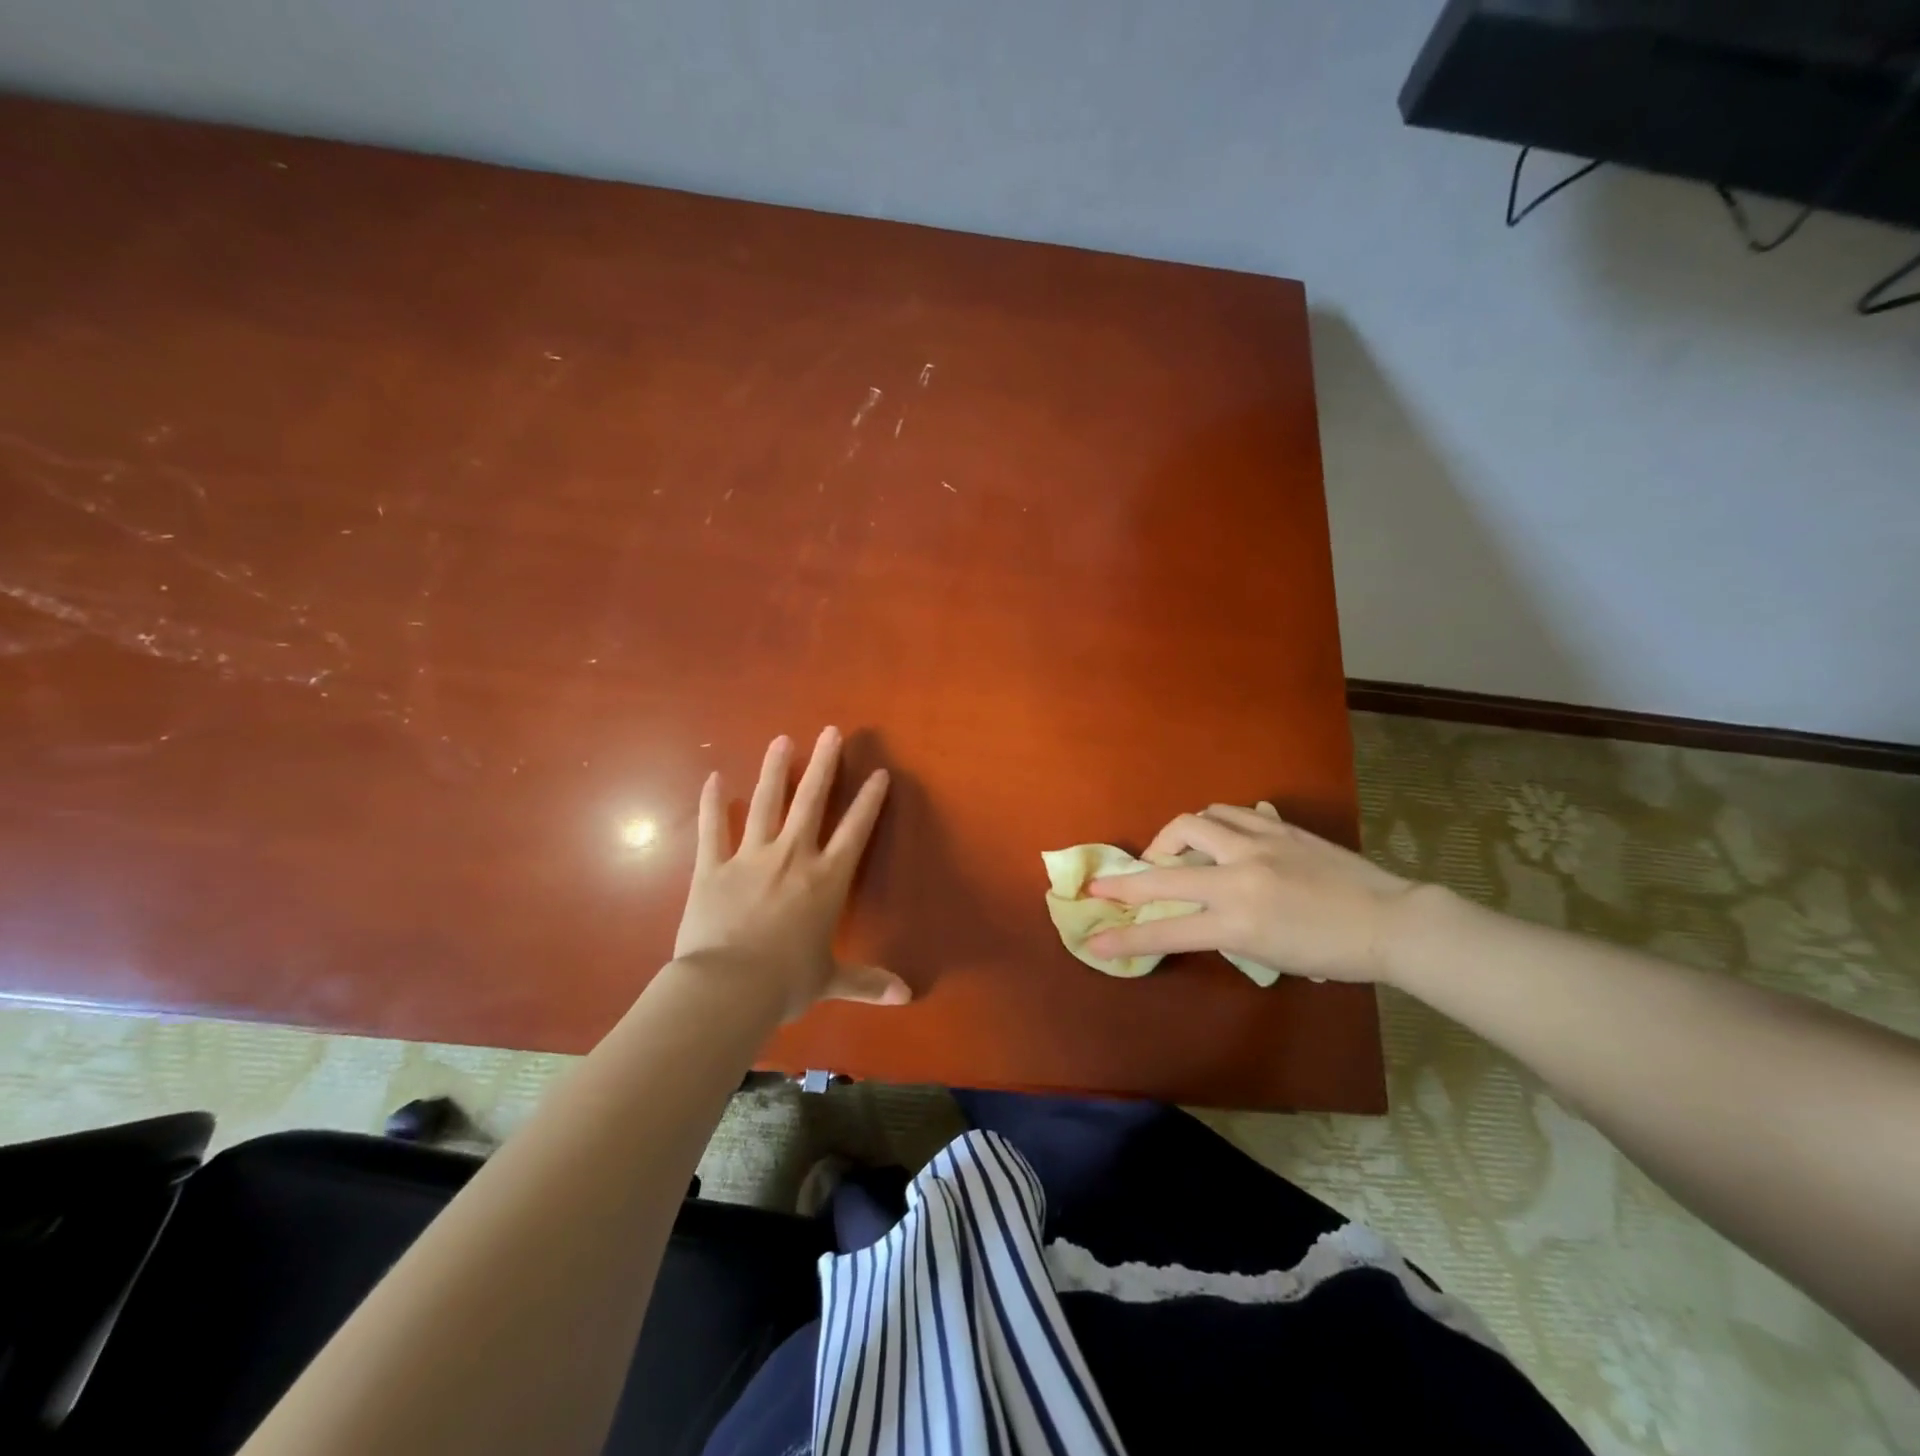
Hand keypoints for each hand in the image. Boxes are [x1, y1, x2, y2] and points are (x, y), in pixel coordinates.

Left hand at [674, 727, 909, 1019]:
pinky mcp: (712, 867)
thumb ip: (867, 982)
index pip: (855, 831)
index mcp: (826, 880)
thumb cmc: (785, 983)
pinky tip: (714, 778)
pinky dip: (712, 803)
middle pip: (812, 800)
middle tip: (830, 732)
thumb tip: (906, 997)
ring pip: (766, 803)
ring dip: (775, 770)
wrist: (727, 989)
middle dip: (824, 764)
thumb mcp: (830, 982)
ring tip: (781, 740)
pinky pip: (712, 828)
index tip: (879, 773)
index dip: (869, 801)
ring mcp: (750, 857)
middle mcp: (793, 857)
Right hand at [1085, 804, 1419, 983]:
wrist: (1388, 921)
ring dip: (1170, 839)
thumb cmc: (1331, 953)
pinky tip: (1213, 834)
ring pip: (1193, 824)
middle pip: (1164, 874)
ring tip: (1171, 853)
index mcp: (1238, 921)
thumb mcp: (1267, 954)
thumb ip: (1224, 930)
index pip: (1167, 932)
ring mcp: (1257, 845)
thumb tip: (1194, 913)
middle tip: (1100, 884)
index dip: (1125, 938)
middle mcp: (1239, 877)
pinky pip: (1228, 813)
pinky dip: (1210, 824)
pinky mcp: (1275, 827)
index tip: (1093, 940)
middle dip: (1126, 881)